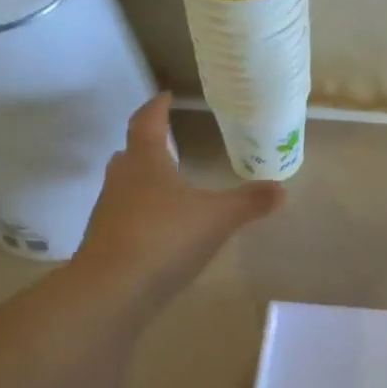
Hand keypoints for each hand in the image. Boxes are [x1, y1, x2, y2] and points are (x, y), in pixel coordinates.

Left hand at [76, 94, 284, 306]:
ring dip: (142, 180)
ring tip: (167, 184)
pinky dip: (140, 213)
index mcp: (146, 162)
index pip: (147, 123)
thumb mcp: (217, 218)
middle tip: (166, 140)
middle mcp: (122, 180)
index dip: (157, 107)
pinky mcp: (104, 243)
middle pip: (130, 153)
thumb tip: (282, 189)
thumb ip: (248, 203)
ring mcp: (108, 212)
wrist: (111, 291)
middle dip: (146, 144)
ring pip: (125, 186)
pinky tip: (160, 228)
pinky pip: (124, 217)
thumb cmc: (165, 238)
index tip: (165, 96)